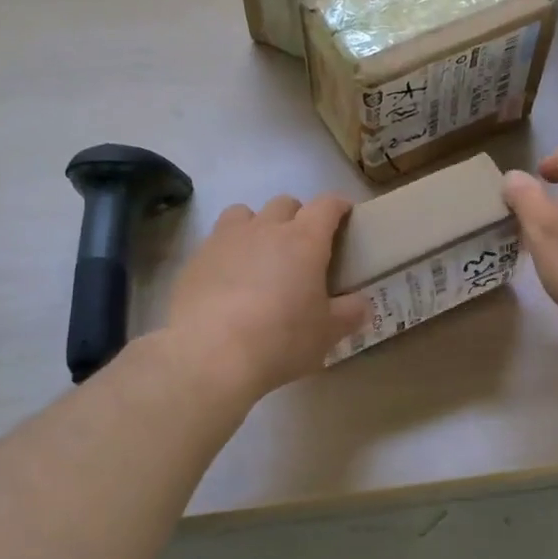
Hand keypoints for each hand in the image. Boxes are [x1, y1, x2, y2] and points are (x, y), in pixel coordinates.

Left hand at [164, 195, 369, 398]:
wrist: (210, 355)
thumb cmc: (280, 340)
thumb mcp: (327, 333)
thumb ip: (349, 313)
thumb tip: (361, 304)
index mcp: (304, 240)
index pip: (327, 205)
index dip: (338, 206)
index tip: (345, 215)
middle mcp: (266, 228)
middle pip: (285, 203)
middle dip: (298, 216)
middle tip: (303, 245)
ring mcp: (226, 239)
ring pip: (244, 213)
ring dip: (257, 225)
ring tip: (260, 254)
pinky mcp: (196, 258)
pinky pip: (216, 241)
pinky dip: (227, 252)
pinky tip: (227, 280)